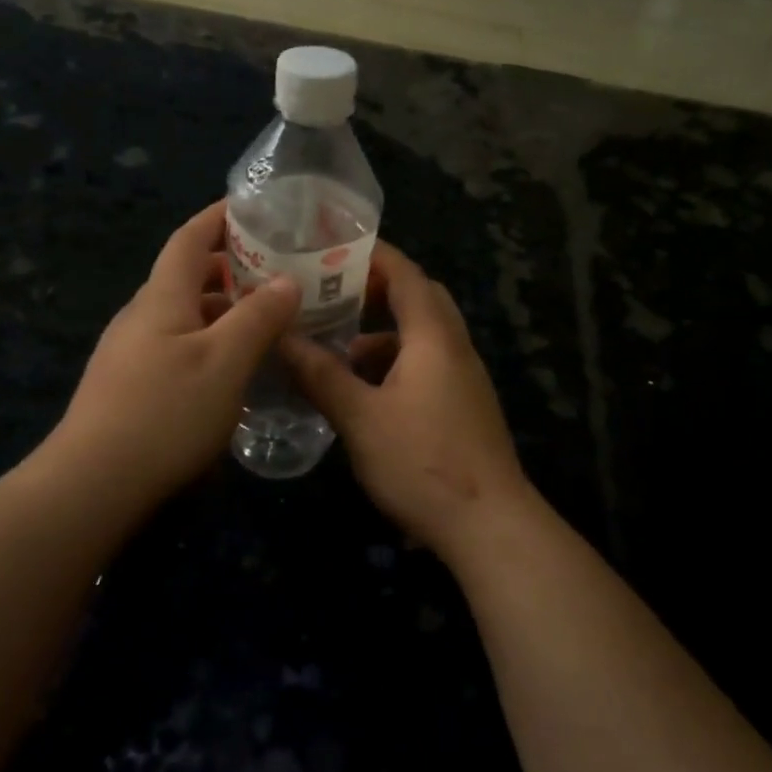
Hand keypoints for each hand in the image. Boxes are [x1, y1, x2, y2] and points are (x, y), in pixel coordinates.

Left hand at [48, 200, 298, 507]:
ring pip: (183, 314)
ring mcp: (130, 352)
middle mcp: (141, 316)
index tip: (256, 207)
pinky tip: (232, 367)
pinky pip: (176, 345)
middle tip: (278, 270)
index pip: (190, 238)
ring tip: (266, 320)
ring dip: (222, 308)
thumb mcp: (225, 362)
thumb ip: (258, 317)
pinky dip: (209, 340)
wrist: (93, 485)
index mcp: (161, 297)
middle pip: (186, 275)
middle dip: (230, 265)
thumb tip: (287, 279)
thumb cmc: (165, 414)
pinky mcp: (129, 385)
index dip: (220, 216)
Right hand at [281, 242, 533, 556]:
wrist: (489, 525)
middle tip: (334, 289)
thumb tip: (281, 338)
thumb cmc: (422, 463)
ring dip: (386, 330)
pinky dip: (396, 362)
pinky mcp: (464, 406)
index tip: (333, 245)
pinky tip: (365, 390)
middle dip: (378, 288)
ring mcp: (464, 379)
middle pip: (420, 298)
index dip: (373, 254)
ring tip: (340, 342)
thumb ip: (321, 375)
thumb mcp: (360, 418)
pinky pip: (428, 364)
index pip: (406, 274)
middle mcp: (455, 348)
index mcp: (434, 337)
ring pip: (424, 335)